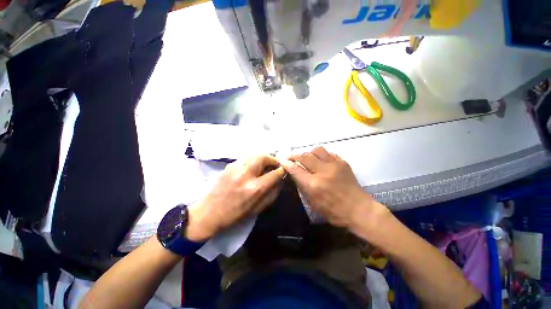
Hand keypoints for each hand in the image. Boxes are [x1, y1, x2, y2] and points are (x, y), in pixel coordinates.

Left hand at [185, 155, 284, 241]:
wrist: (208, 213)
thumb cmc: (235, 215)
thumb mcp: (258, 208)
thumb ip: (273, 192)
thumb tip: (281, 179)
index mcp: (255, 188)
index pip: (274, 173)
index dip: (282, 170)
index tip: (284, 169)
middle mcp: (246, 175)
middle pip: (263, 157)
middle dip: (272, 158)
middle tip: (274, 164)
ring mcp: (235, 168)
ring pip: (254, 154)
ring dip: (262, 158)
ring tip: (264, 165)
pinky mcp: (229, 166)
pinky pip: (245, 158)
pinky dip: (252, 160)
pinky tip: (251, 168)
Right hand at [282, 147, 383, 229]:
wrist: (359, 209)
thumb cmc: (334, 211)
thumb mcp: (313, 203)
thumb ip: (303, 186)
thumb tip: (295, 173)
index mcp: (314, 185)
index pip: (296, 169)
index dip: (287, 164)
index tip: (283, 161)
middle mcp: (323, 172)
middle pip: (304, 156)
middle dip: (294, 155)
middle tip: (290, 156)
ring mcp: (334, 165)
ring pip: (317, 150)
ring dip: (308, 153)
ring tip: (306, 157)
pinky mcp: (342, 163)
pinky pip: (328, 153)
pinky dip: (321, 155)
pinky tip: (320, 160)